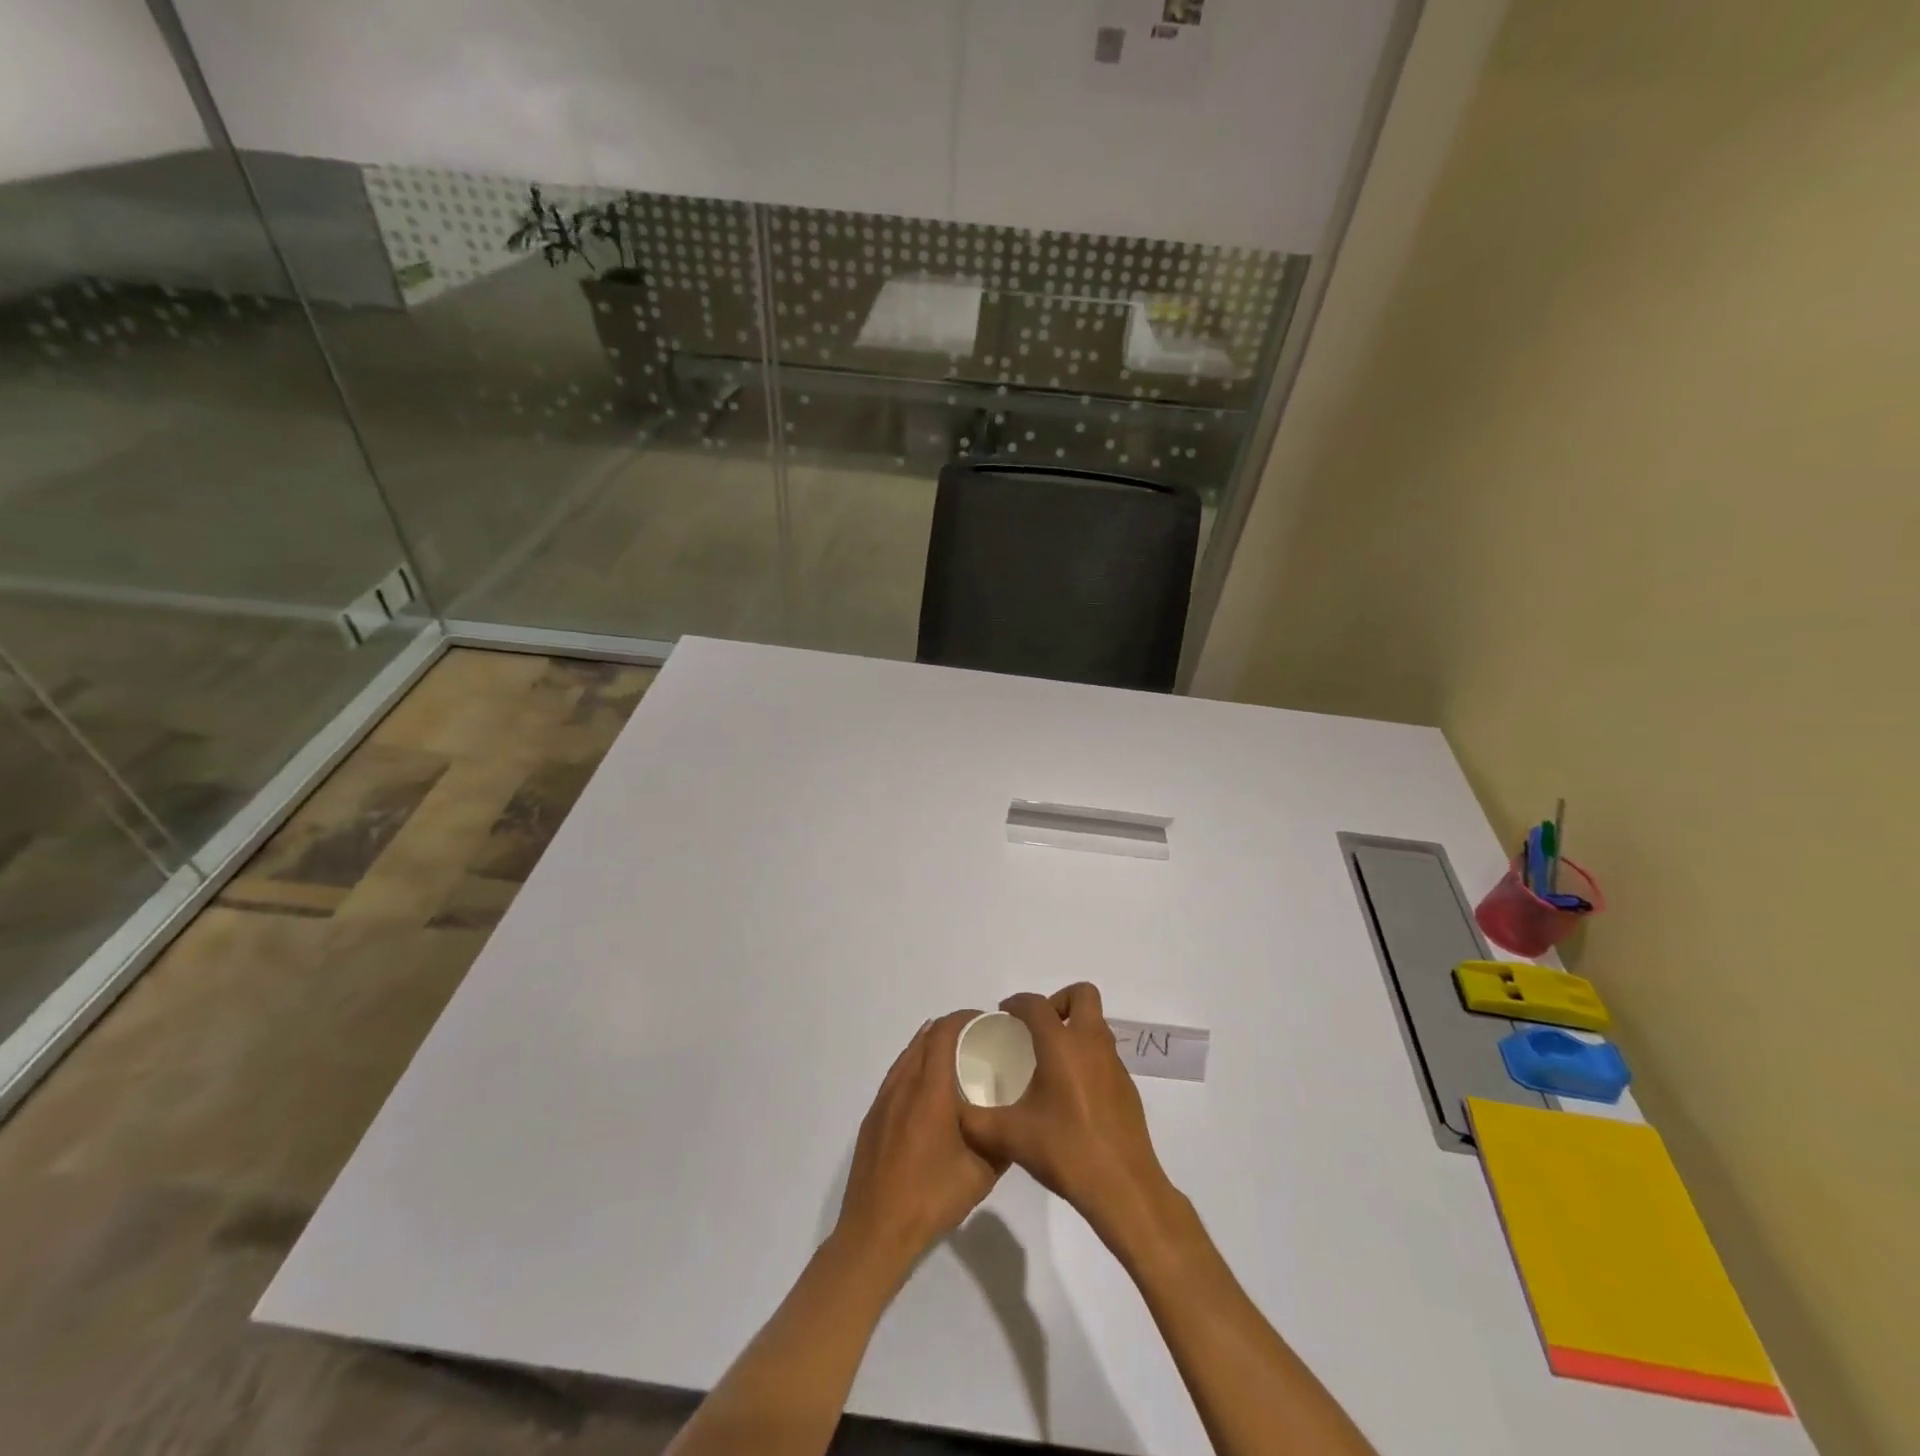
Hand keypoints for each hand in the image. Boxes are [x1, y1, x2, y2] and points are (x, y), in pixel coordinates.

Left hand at [834, 1011, 1004, 1277]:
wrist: (875, 1233)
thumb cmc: (931, 1199)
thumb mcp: (981, 1174)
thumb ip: (1002, 1141)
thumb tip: (1016, 1122)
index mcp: (929, 1091)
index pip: (943, 1034)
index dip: (963, 1019)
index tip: (987, 1021)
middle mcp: (903, 1086)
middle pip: (924, 1038)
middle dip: (950, 1029)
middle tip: (978, 1040)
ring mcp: (883, 1101)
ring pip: (908, 1056)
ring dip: (931, 1046)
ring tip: (957, 1058)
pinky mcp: (872, 1118)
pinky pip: (896, 1076)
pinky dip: (915, 1066)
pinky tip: (929, 1089)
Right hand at [957, 983, 1178, 1256]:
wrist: (1123, 1189)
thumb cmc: (1066, 1152)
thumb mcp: (1009, 1137)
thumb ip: (974, 1121)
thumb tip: (954, 1111)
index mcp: (1061, 1045)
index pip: (1037, 1004)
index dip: (1017, 1003)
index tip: (1003, 1016)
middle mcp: (1091, 1043)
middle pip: (1082, 995)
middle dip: (1058, 1001)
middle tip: (1037, 1029)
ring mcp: (1114, 1064)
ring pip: (1096, 1024)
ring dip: (1074, 1028)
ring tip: (1050, 1060)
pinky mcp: (1127, 1086)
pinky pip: (1104, 1053)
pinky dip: (1086, 1057)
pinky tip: (1070, 1093)